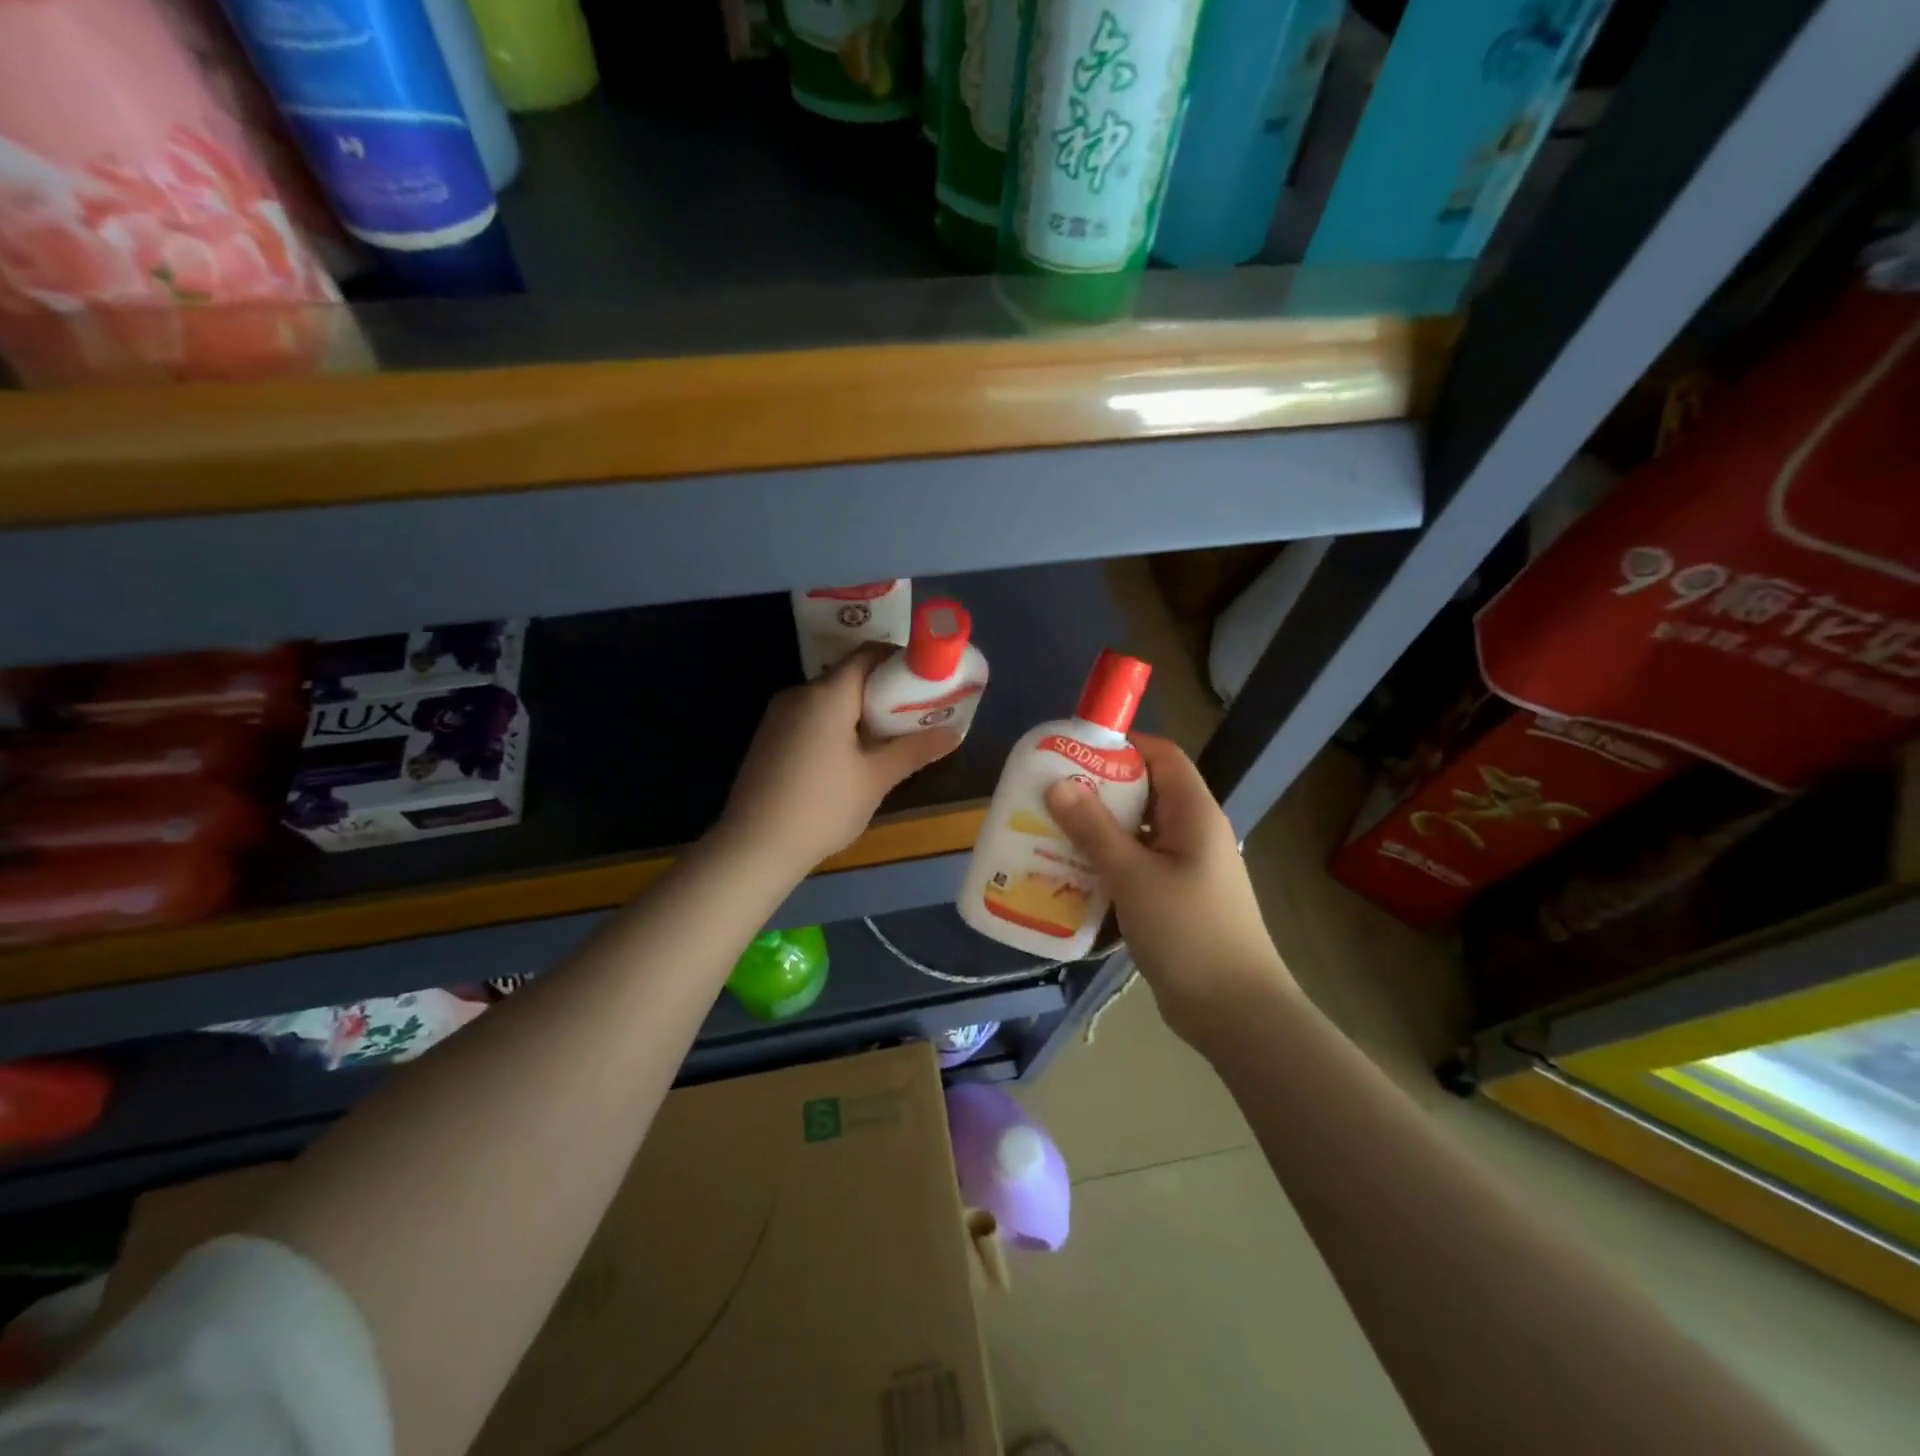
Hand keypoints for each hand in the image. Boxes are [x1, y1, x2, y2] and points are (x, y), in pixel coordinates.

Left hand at [715, 645, 959, 877]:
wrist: (754, 846)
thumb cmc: (822, 807)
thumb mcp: (875, 779)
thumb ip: (914, 750)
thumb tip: (953, 733)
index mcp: (827, 694)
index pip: (868, 654)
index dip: (899, 660)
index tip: (925, 680)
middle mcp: (799, 693)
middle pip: (849, 676)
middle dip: (883, 690)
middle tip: (914, 714)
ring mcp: (778, 715)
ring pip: (829, 698)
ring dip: (859, 710)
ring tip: (887, 738)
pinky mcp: (768, 737)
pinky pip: (810, 716)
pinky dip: (836, 724)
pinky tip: (850, 756)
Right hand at [1043, 734, 1294, 1048]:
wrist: (1234, 1011)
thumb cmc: (1188, 932)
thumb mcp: (1133, 876)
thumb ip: (1094, 829)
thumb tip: (1058, 783)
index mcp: (1194, 814)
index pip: (1162, 756)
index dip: (1122, 745)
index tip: (1074, 751)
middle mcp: (1192, 832)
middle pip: (1144, 792)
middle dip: (1098, 789)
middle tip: (1049, 793)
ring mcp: (1184, 867)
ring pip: (1136, 832)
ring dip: (1097, 829)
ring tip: (1048, 829)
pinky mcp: (1173, 897)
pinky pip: (1135, 865)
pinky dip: (1106, 862)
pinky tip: (1069, 872)